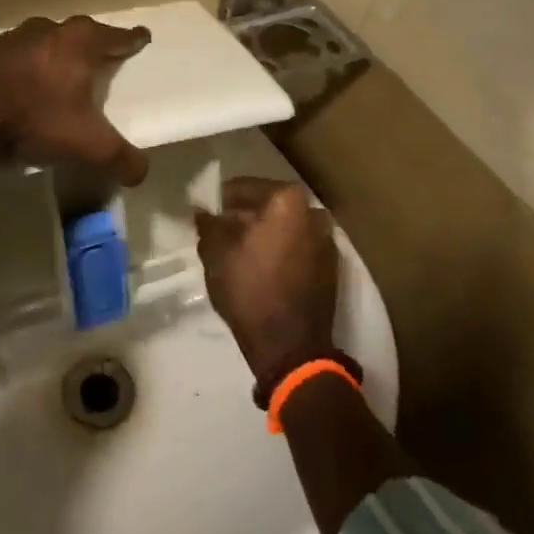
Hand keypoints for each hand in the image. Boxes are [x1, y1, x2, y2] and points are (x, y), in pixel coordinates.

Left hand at [0, 15, 151, 183]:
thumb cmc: (34, 117)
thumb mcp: (86, 145)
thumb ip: (120, 158)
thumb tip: (141, 172)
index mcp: (78, 42)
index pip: (116, 37)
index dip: (131, 39)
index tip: (141, 36)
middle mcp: (47, 31)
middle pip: (77, 34)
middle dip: (89, 46)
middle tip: (99, 59)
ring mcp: (10, 39)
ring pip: (42, 44)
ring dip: (52, 57)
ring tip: (59, 77)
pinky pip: (13, 60)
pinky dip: (22, 71)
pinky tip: (20, 90)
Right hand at [194, 178, 337, 389]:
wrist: (290, 346)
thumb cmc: (249, 290)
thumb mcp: (216, 253)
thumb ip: (208, 224)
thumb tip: (202, 210)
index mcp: (287, 201)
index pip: (245, 187)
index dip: (222, 199)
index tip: (208, 212)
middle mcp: (313, 212)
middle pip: (269, 205)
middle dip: (245, 215)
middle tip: (221, 230)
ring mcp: (327, 240)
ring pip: (285, 226)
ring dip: (263, 233)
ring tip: (238, 251)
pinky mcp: (331, 266)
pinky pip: (298, 245)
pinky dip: (280, 249)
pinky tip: (260, 266)